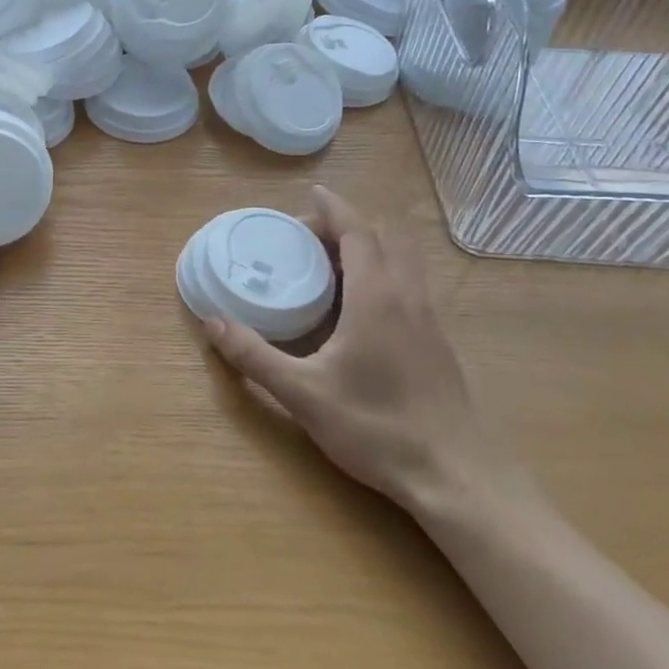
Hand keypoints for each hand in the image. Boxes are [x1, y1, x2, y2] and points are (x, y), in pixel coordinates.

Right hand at [202, 186, 524, 514]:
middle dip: (348, 226)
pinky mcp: (437, 342)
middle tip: (309, 238)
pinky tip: (359, 309)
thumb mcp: (303, 394)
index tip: (312, 193)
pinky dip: (383, 274)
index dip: (334, 208)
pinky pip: (409, 286)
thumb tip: (212, 322)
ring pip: (403, 261)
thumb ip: (254, 356)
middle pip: (384, 238)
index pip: (357, 232)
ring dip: (369, 248)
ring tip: (330, 266)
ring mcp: (429, 320)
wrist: (456, 475)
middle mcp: (407, 297)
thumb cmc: (376, 427)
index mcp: (376, 297)